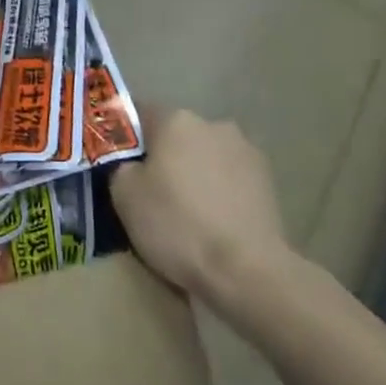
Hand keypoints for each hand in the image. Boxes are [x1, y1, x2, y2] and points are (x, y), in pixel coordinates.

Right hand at [110, 109, 294, 306]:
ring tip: (185, 211)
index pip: (138, 114)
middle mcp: (214, 124)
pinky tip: (212, 221)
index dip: (124, 138)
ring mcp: (246, 151)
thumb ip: (120, 165)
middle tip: (148, 191)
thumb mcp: (123, 195)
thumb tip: (130, 163)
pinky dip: (218, 192)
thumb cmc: (176, 225)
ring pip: (205, 156)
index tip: (117, 163)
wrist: (246, 271)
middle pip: (175, 134)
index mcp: (176, 120)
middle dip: (161, 156)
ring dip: (193, 173)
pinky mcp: (268, 182)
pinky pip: (229, 178)